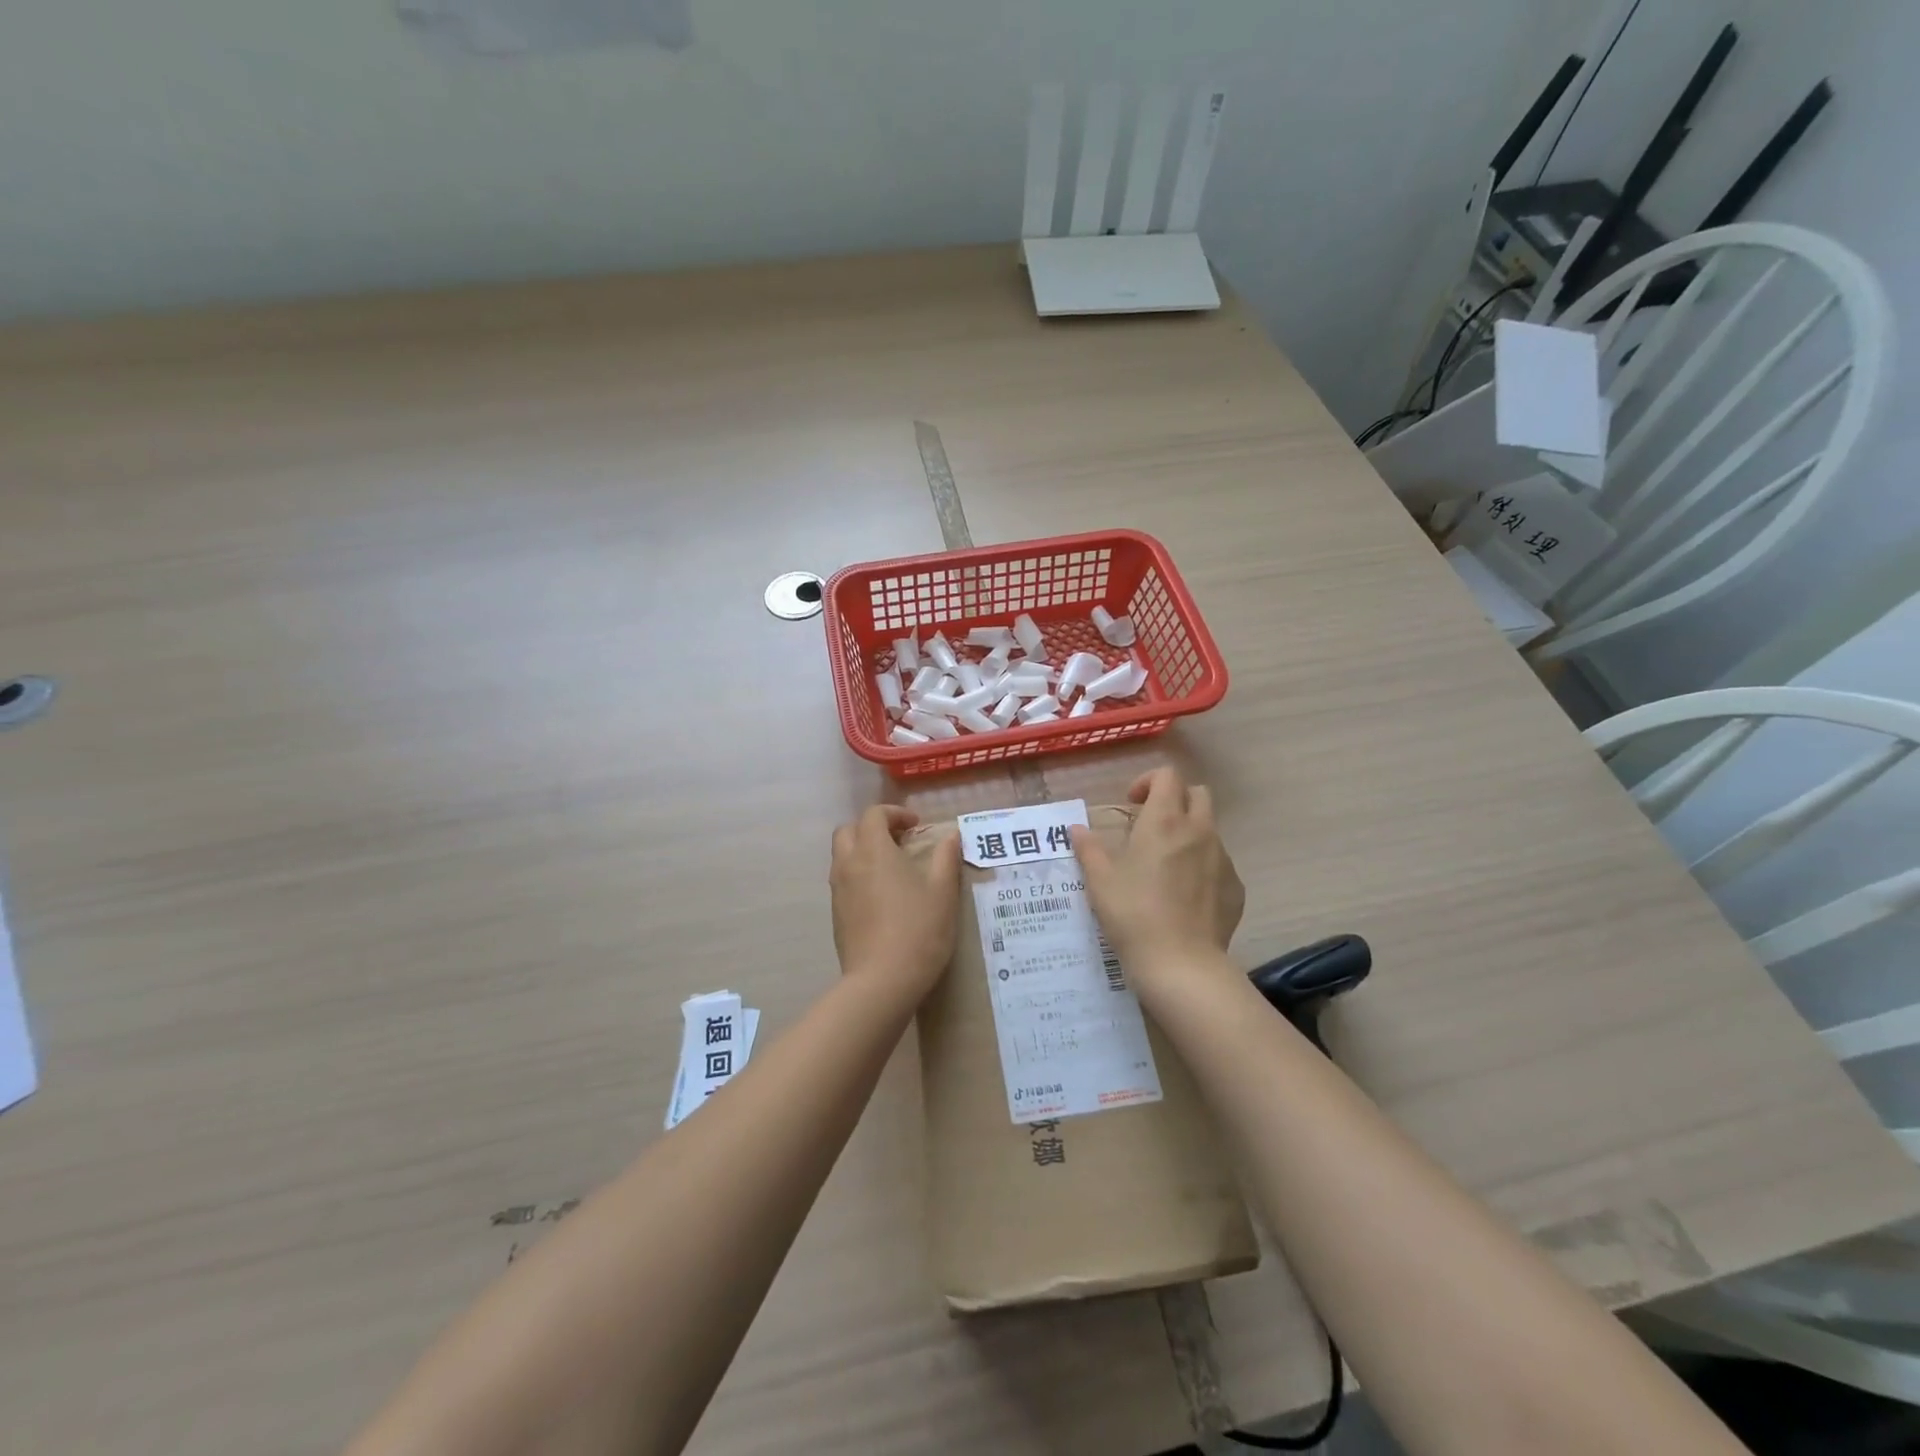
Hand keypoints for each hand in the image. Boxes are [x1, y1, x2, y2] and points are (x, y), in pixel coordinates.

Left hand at [829, 805, 962, 1000]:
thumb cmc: (918, 930)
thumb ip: (946, 858)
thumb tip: (951, 835)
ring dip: (863, 851)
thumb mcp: (943, 891)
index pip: (873, 815)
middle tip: (899, 841)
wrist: (882, 981)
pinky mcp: (835, 914)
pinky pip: (842, 881)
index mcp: (873, 851)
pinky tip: (882, 896)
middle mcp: (848, 864)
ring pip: (842, 856)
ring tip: (892, 868)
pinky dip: (858, 875)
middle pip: (848, 830)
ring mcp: (838, 890)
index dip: (894, 813)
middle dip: (872, 828)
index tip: (916, 825)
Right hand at [1070, 768, 1244, 994]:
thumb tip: (1077, 829)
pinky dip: (1203, 866)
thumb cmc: (1133, 913)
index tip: (1131, 804)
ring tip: (1166, 864)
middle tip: (1152, 825)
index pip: (1168, 775)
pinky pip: (1220, 863)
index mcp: (1164, 820)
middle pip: (1198, 794)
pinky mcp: (1236, 888)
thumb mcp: (1100, 880)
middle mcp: (1199, 831)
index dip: (1148, 781)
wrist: (1181, 963)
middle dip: (1176, 800)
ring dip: (1189, 833)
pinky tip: (1184, 895)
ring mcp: (1223, 859)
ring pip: (1210, 829)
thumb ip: (1088, 848)